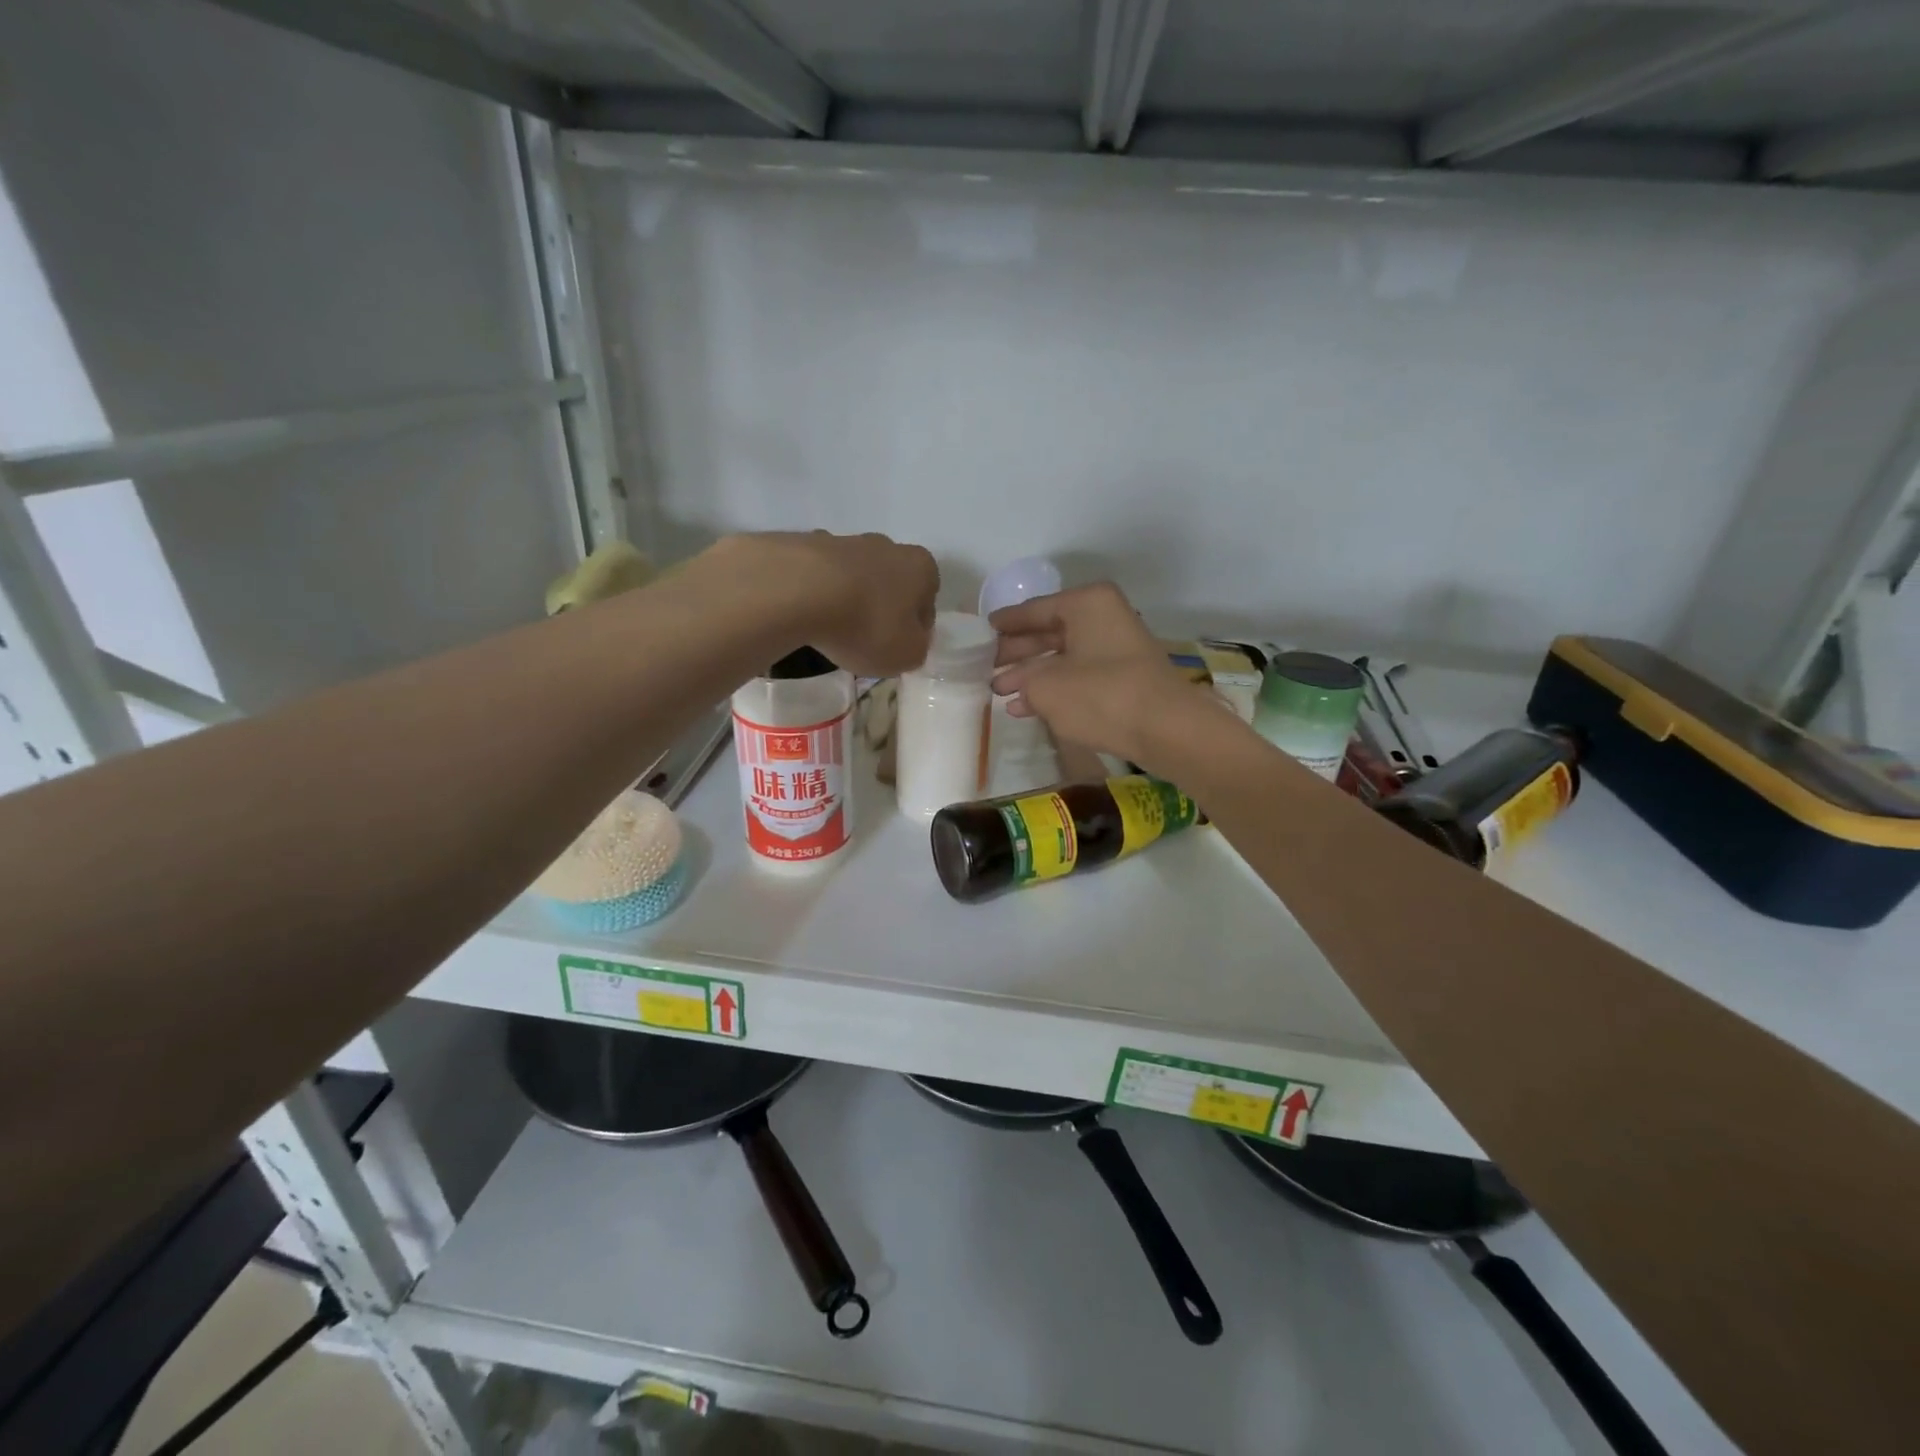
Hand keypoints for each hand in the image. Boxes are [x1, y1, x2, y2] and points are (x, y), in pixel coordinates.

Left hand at [731, 531, 938, 677]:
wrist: (799, 591)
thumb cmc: (867, 625)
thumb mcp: (907, 654)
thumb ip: (917, 647)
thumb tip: (910, 639)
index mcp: (920, 567)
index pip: (928, 598)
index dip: (916, 625)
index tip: (899, 645)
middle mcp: (887, 545)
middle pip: (891, 581)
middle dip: (882, 606)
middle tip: (866, 638)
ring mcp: (844, 540)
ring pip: (854, 575)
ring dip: (850, 597)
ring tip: (832, 629)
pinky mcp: (806, 544)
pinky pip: (819, 574)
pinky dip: (817, 590)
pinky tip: (806, 613)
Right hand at [990, 583, 1224, 770]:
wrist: (1164, 728)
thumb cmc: (1099, 695)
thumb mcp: (1046, 687)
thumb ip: (1023, 682)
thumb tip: (1017, 686)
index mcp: (1086, 603)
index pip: (1034, 609)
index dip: (1005, 623)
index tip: (983, 630)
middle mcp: (1103, 617)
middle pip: (1049, 632)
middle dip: (1017, 652)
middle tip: (986, 665)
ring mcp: (1117, 648)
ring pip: (1063, 656)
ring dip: (1031, 674)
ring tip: (998, 691)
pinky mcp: (1125, 677)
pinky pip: (1079, 675)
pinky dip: (1054, 688)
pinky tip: (1025, 707)